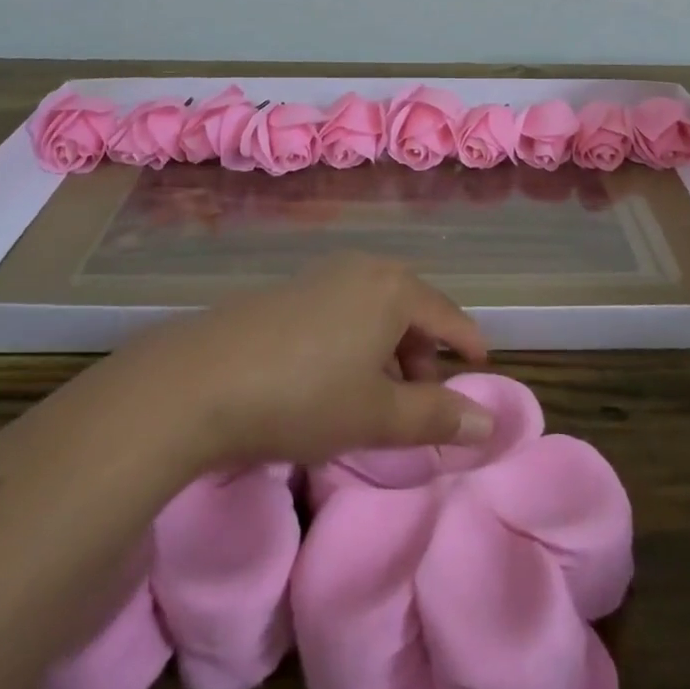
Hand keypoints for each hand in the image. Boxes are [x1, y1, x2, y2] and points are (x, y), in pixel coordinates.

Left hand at [112, 253, 492, 471]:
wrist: (201, 379)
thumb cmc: (304, 396)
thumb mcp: (377, 415)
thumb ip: (436, 416)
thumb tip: (489, 419)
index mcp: (393, 289)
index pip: (447, 315)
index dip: (467, 343)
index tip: (482, 365)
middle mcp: (362, 268)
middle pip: (411, 306)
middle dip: (424, 351)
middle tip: (423, 396)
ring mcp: (322, 273)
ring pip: (375, 307)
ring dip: (389, 346)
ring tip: (378, 393)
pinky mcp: (290, 288)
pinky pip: (344, 307)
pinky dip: (357, 337)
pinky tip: (335, 374)